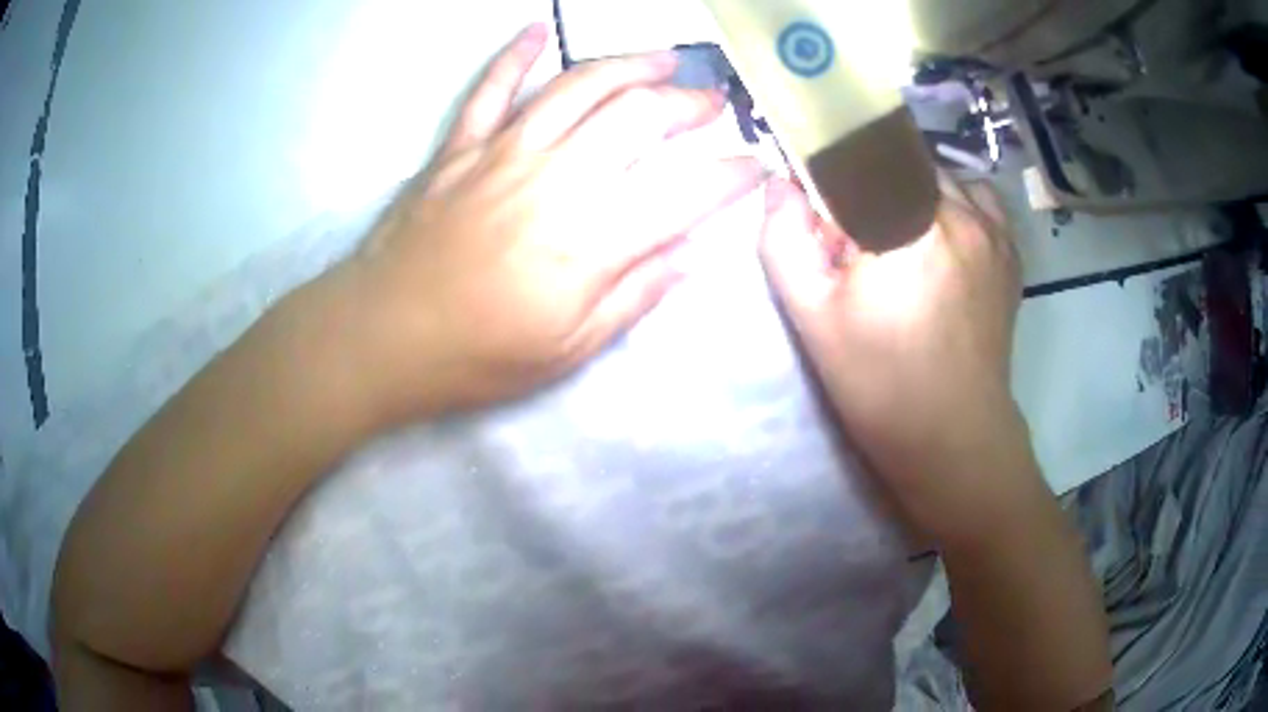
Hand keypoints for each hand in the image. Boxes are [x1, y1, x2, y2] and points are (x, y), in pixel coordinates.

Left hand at [337, 24, 764, 421]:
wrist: (380, 338)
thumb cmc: (476, 357)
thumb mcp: (568, 352)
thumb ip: (635, 295)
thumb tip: (690, 251)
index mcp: (589, 241)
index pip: (685, 192)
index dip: (732, 175)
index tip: (756, 168)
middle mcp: (554, 179)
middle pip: (637, 116)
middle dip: (688, 103)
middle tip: (713, 103)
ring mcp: (500, 153)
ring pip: (577, 86)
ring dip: (628, 64)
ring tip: (663, 58)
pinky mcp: (458, 147)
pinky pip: (491, 87)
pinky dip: (515, 53)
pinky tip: (536, 29)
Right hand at [758, 176, 1032, 539]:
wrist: (954, 437)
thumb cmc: (880, 384)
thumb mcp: (813, 319)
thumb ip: (784, 239)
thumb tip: (781, 185)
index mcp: (906, 222)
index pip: (854, 151)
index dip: (825, 166)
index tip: (815, 200)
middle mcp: (958, 209)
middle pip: (897, 157)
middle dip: (866, 181)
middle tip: (854, 235)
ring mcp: (992, 227)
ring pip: (936, 171)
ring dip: (907, 187)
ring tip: (896, 235)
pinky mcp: (1009, 248)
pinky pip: (976, 193)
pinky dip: (949, 198)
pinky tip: (937, 235)